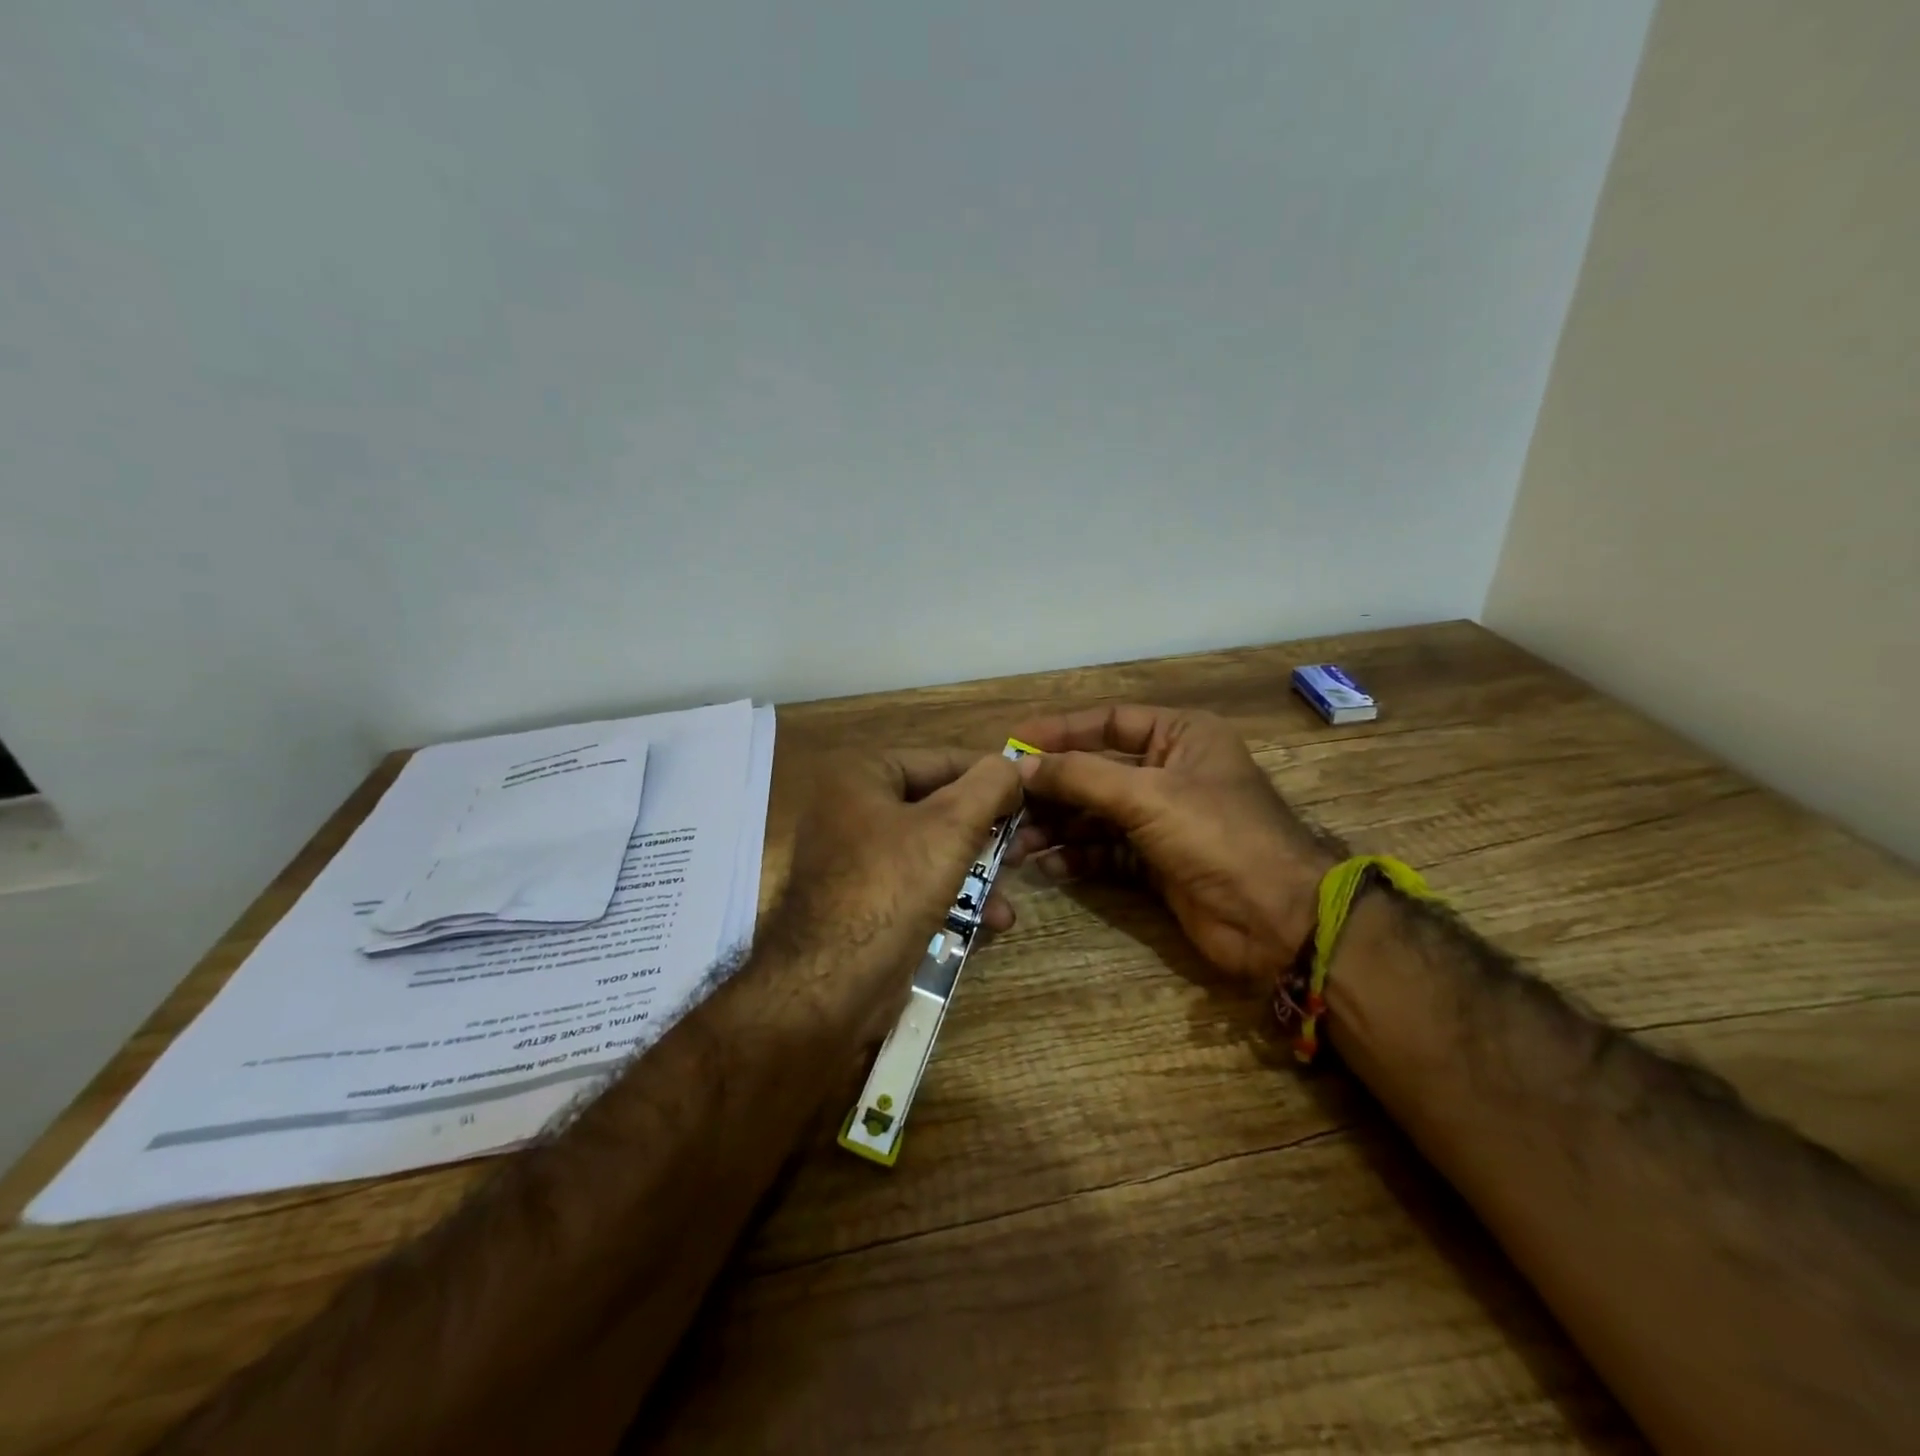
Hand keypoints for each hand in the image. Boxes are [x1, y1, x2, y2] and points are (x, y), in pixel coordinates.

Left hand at [773, 748, 1022, 1038]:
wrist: (832, 984)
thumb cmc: (892, 887)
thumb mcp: (951, 826)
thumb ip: (989, 785)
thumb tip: (1012, 765)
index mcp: (861, 775)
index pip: (941, 760)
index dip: (992, 776)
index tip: (1034, 793)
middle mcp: (852, 809)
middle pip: (938, 807)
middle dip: (987, 831)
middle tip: (1026, 846)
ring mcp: (855, 858)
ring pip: (933, 850)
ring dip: (977, 870)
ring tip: (1012, 888)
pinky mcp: (864, 902)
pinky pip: (918, 885)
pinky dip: (953, 897)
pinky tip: (990, 921)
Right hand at [1010, 705, 1335, 983]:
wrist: (1277, 920)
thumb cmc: (1217, 836)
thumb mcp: (1147, 795)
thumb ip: (1082, 776)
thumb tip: (1022, 766)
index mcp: (1181, 736)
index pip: (1109, 722)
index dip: (1061, 732)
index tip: (1014, 744)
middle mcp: (1170, 771)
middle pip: (1096, 771)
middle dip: (1053, 789)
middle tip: (1006, 804)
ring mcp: (1163, 819)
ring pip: (1097, 814)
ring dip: (1058, 827)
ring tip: (1017, 844)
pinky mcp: (1157, 862)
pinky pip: (1106, 851)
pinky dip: (1079, 857)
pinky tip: (1049, 867)